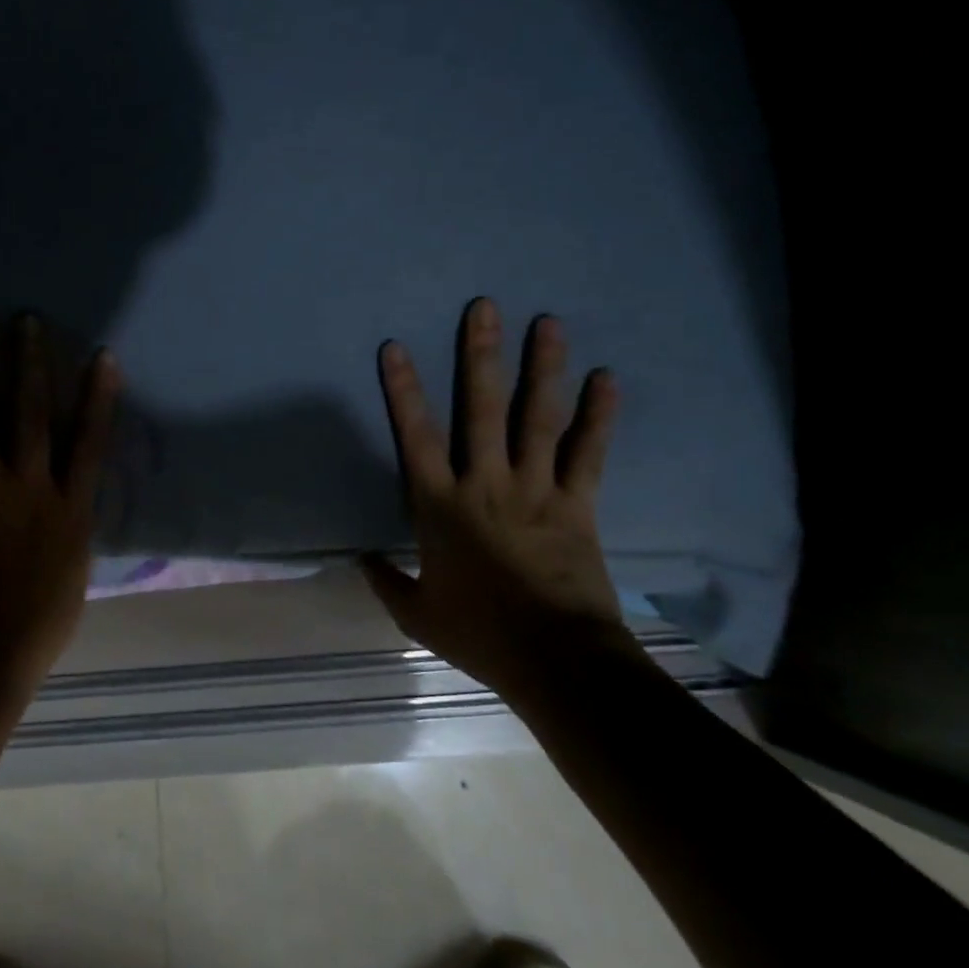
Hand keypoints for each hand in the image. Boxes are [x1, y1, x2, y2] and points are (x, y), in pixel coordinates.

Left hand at [0, 318, 119, 698]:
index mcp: (70, 505)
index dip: (99, 395)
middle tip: (24, 323)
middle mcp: (31, 486)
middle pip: (33, 413)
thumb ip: (74, 522)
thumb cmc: (45, 617)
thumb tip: (72, 498)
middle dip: (30, 364)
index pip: (90, 439)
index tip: (102, 355)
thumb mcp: (78, 565)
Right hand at [362, 299, 641, 692]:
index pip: (415, 436)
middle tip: (485, 307)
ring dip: (543, 368)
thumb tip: (361, 559)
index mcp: (440, 505)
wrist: (556, 660)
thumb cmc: (479, 633)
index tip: (395, 347)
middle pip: (481, 409)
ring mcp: (535, 489)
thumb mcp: (417, 615)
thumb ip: (386, 581)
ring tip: (548, 323)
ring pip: (537, 418)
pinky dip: (599, 416)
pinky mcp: (577, 504)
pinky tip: (607, 379)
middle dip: (481, 355)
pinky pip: (589, 453)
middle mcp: (485, 483)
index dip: (403, 389)